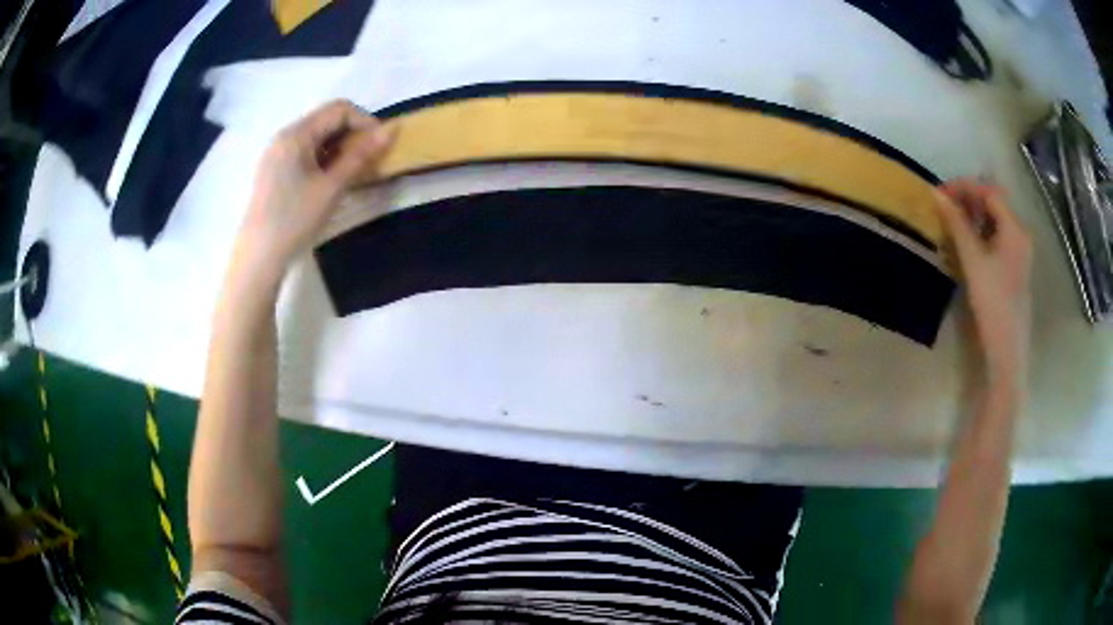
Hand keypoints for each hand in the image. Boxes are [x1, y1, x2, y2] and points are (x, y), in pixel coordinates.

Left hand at [232, 100, 394, 279]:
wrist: (258, 258)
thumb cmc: (294, 220)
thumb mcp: (331, 187)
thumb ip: (361, 155)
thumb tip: (392, 129)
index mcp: (296, 134)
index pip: (339, 109)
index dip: (365, 121)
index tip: (380, 146)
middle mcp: (284, 136)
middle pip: (327, 120)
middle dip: (353, 135)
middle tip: (369, 161)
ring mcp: (277, 154)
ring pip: (317, 137)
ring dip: (340, 148)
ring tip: (352, 173)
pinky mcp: (274, 171)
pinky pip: (305, 153)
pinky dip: (324, 159)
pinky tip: (330, 181)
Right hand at [934, 180, 1032, 385]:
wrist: (1007, 347)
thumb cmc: (992, 302)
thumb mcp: (972, 260)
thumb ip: (956, 224)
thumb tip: (936, 194)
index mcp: (1014, 228)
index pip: (989, 192)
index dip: (964, 187)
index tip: (941, 193)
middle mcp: (1021, 234)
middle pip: (994, 203)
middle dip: (969, 199)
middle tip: (945, 206)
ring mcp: (1020, 251)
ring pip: (996, 220)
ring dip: (974, 216)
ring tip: (953, 222)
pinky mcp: (1016, 266)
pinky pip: (998, 237)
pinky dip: (982, 232)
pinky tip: (969, 242)